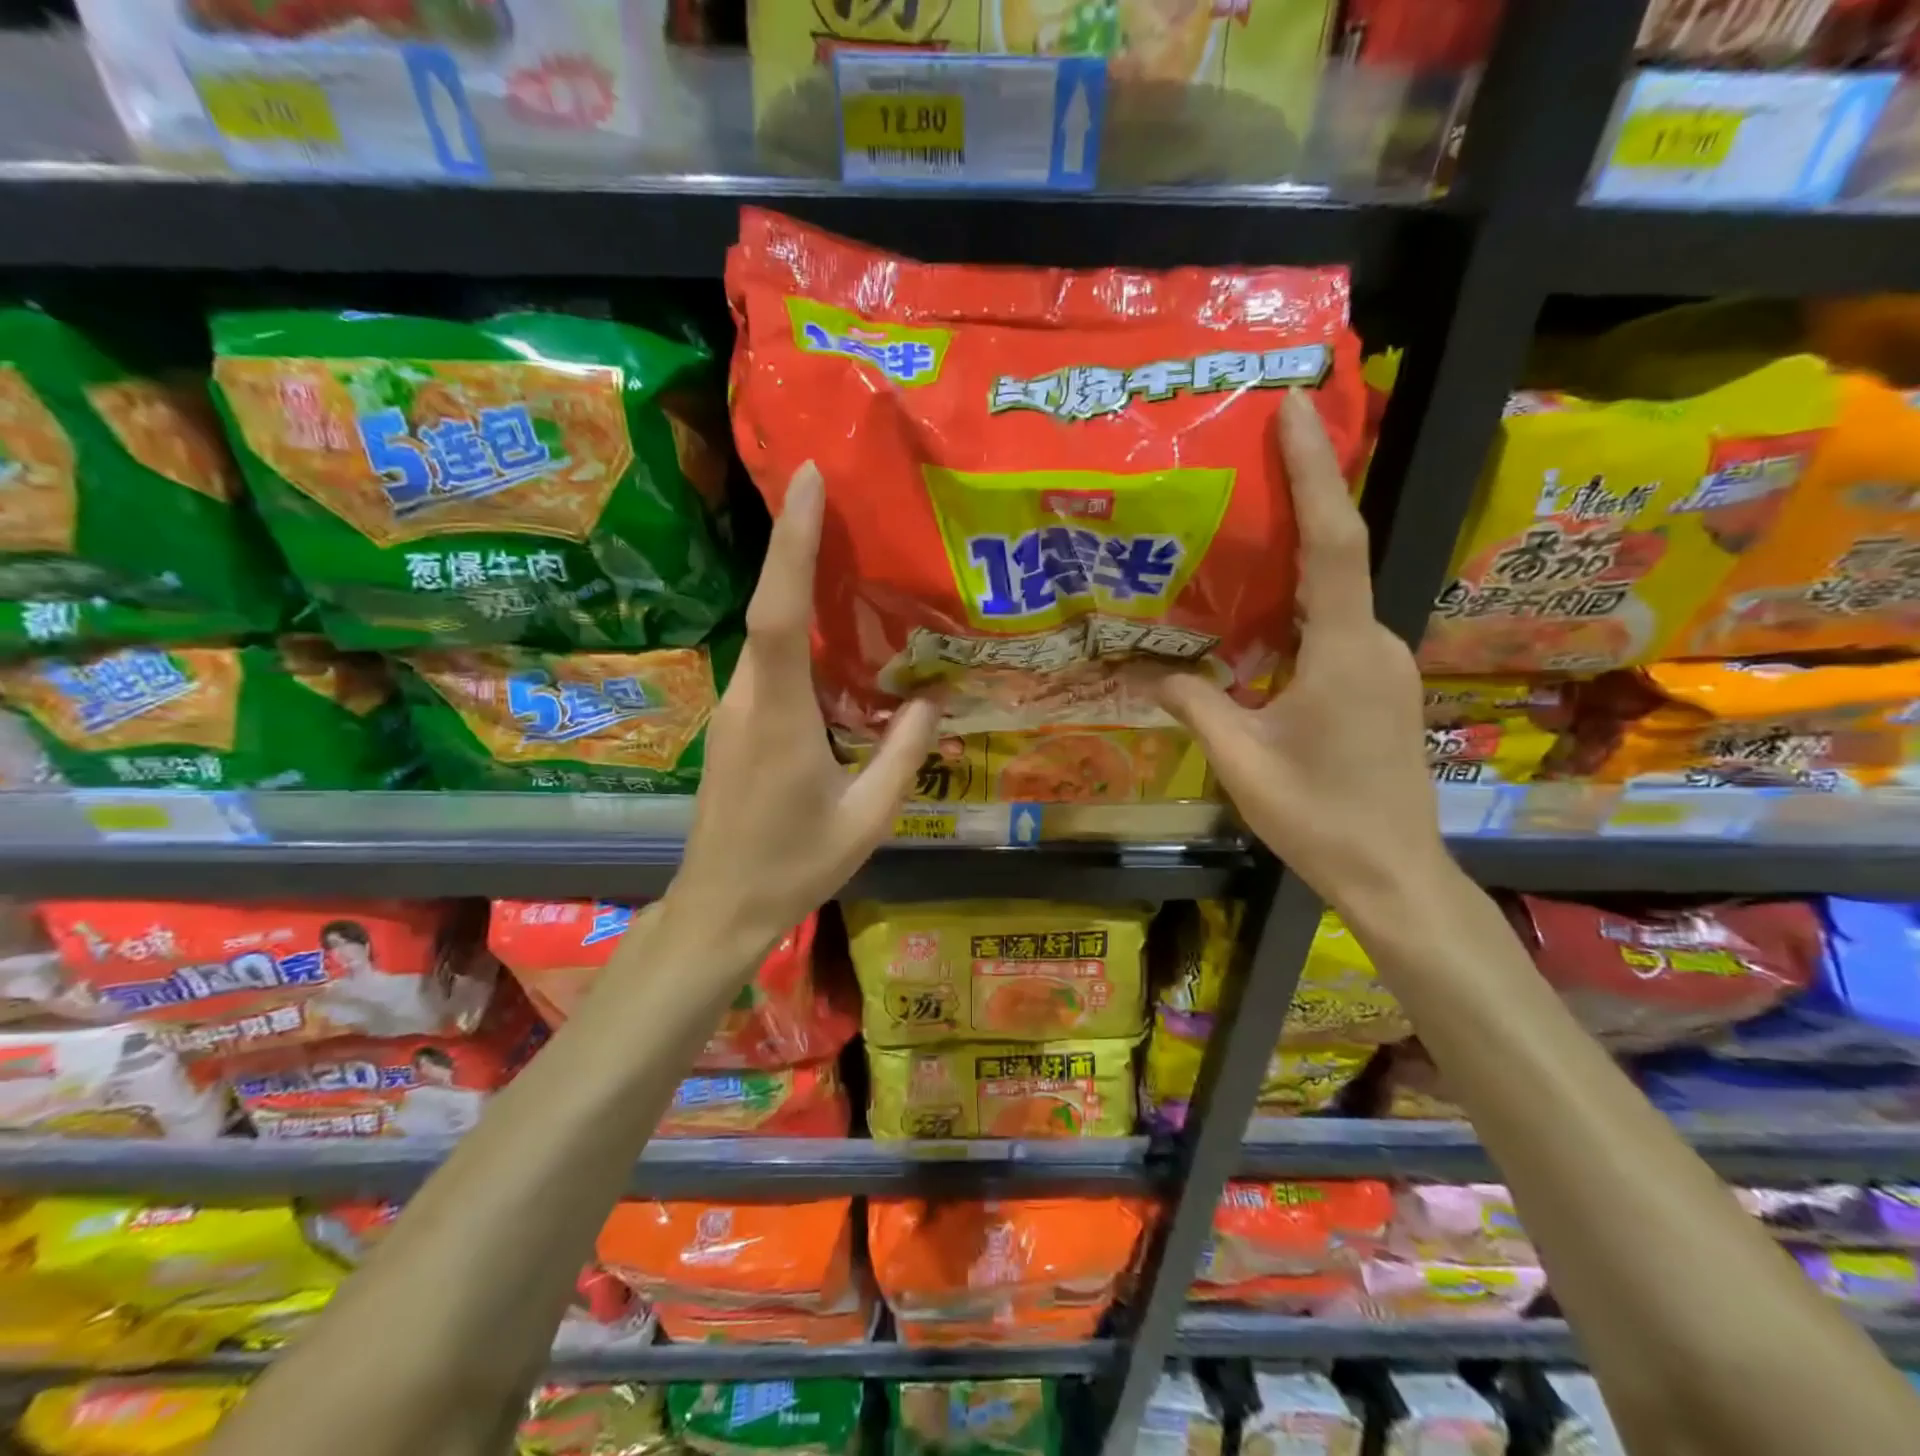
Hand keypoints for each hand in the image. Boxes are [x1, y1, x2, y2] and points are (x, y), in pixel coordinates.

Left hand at [668, 462, 939, 951]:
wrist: (719, 908)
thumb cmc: (793, 867)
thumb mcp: (867, 818)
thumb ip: (903, 755)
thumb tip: (932, 699)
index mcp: (779, 717)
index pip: (778, 613)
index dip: (791, 544)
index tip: (806, 481)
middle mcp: (746, 701)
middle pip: (770, 611)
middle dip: (800, 551)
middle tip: (847, 507)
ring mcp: (731, 713)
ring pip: (767, 640)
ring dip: (800, 595)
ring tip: (851, 564)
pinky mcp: (732, 727)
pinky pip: (767, 668)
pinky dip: (797, 639)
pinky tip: (836, 646)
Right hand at [1155, 389, 1446, 914]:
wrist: (1394, 872)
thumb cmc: (1319, 816)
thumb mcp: (1242, 761)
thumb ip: (1195, 706)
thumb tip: (1146, 672)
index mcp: (1344, 651)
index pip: (1334, 542)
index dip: (1316, 470)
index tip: (1296, 409)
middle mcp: (1374, 642)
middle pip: (1335, 555)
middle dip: (1297, 501)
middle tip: (1243, 462)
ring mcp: (1383, 664)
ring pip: (1333, 594)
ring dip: (1293, 559)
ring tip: (1237, 533)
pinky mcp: (1378, 685)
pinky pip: (1334, 627)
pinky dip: (1296, 607)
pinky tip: (1254, 616)